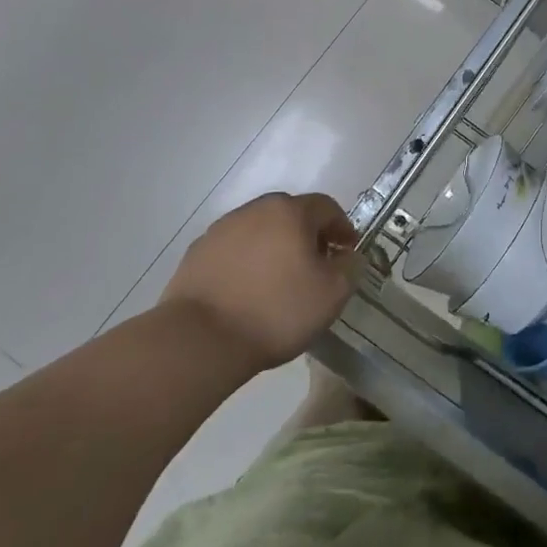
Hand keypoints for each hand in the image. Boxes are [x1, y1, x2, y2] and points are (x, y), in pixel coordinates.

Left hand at [160, 192, 359, 371]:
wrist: (200, 339)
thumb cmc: (276, 311)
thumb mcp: (332, 294)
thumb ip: (350, 266)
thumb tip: (347, 255)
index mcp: (290, 211)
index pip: (327, 207)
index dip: (342, 228)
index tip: (347, 252)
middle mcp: (255, 209)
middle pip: (291, 214)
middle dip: (308, 235)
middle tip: (316, 265)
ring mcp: (221, 229)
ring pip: (260, 230)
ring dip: (275, 247)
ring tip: (279, 280)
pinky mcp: (197, 253)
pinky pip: (234, 250)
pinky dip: (247, 262)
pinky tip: (247, 291)